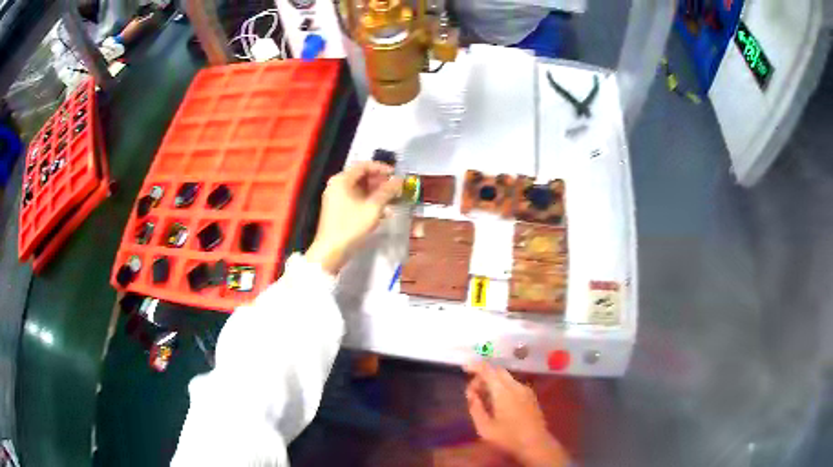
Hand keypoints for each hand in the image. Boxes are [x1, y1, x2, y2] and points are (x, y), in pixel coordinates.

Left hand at [306, 162, 400, 274]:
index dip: (382, 168)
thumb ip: (387, 191)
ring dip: (377, 192)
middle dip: (380, 181)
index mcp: (342, 180)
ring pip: (360, 189)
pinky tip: (383, 210)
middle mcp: (337, 185)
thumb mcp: (373, 208)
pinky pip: (356, 199)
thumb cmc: (351, 226)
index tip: (396, 174)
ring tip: (392, 199)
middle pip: (361, 176)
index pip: (364, 165)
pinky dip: (369, 201)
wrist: (331, 251)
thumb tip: (399, 180)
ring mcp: (336, 197)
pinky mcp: (338, 209)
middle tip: (396, 188)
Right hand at [464, 362, 568, 466]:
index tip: (465, 368)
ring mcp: (525, 390)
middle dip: (483, 375)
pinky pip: (513, 384)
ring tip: (484, 399)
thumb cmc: (508, 438)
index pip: (488, 370)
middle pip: (498, 371)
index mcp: (503, 392)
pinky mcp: (531, 396)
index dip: (476, 366)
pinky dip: (502, 386)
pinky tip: (498, 403)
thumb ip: (476, 408)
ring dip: (493, 382)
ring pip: (506, 377)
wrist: (536, 444)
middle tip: (473, 390)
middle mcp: (515, 386)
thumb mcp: (485, 428)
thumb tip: (471, 394)